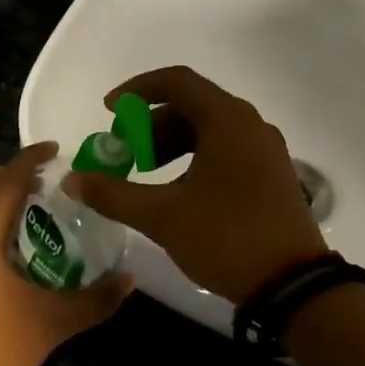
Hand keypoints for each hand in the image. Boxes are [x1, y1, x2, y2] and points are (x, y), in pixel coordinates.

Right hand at [64, 66, 326, 304]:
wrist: (291, 283)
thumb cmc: (225, 237)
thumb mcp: (161, 216)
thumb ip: (113, 193)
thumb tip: (72, 180)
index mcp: (227, 120)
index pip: (176, 82)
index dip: (136, 90)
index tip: (109, 112)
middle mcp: (250, 125)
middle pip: (191, 106)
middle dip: (149, 126)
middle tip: (123, 154)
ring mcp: (265, 150)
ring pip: (208, 131)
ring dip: (170, 145)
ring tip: (144, 175)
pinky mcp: (271, 175)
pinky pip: (225, 150)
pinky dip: (193, 159)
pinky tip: (177, 192)